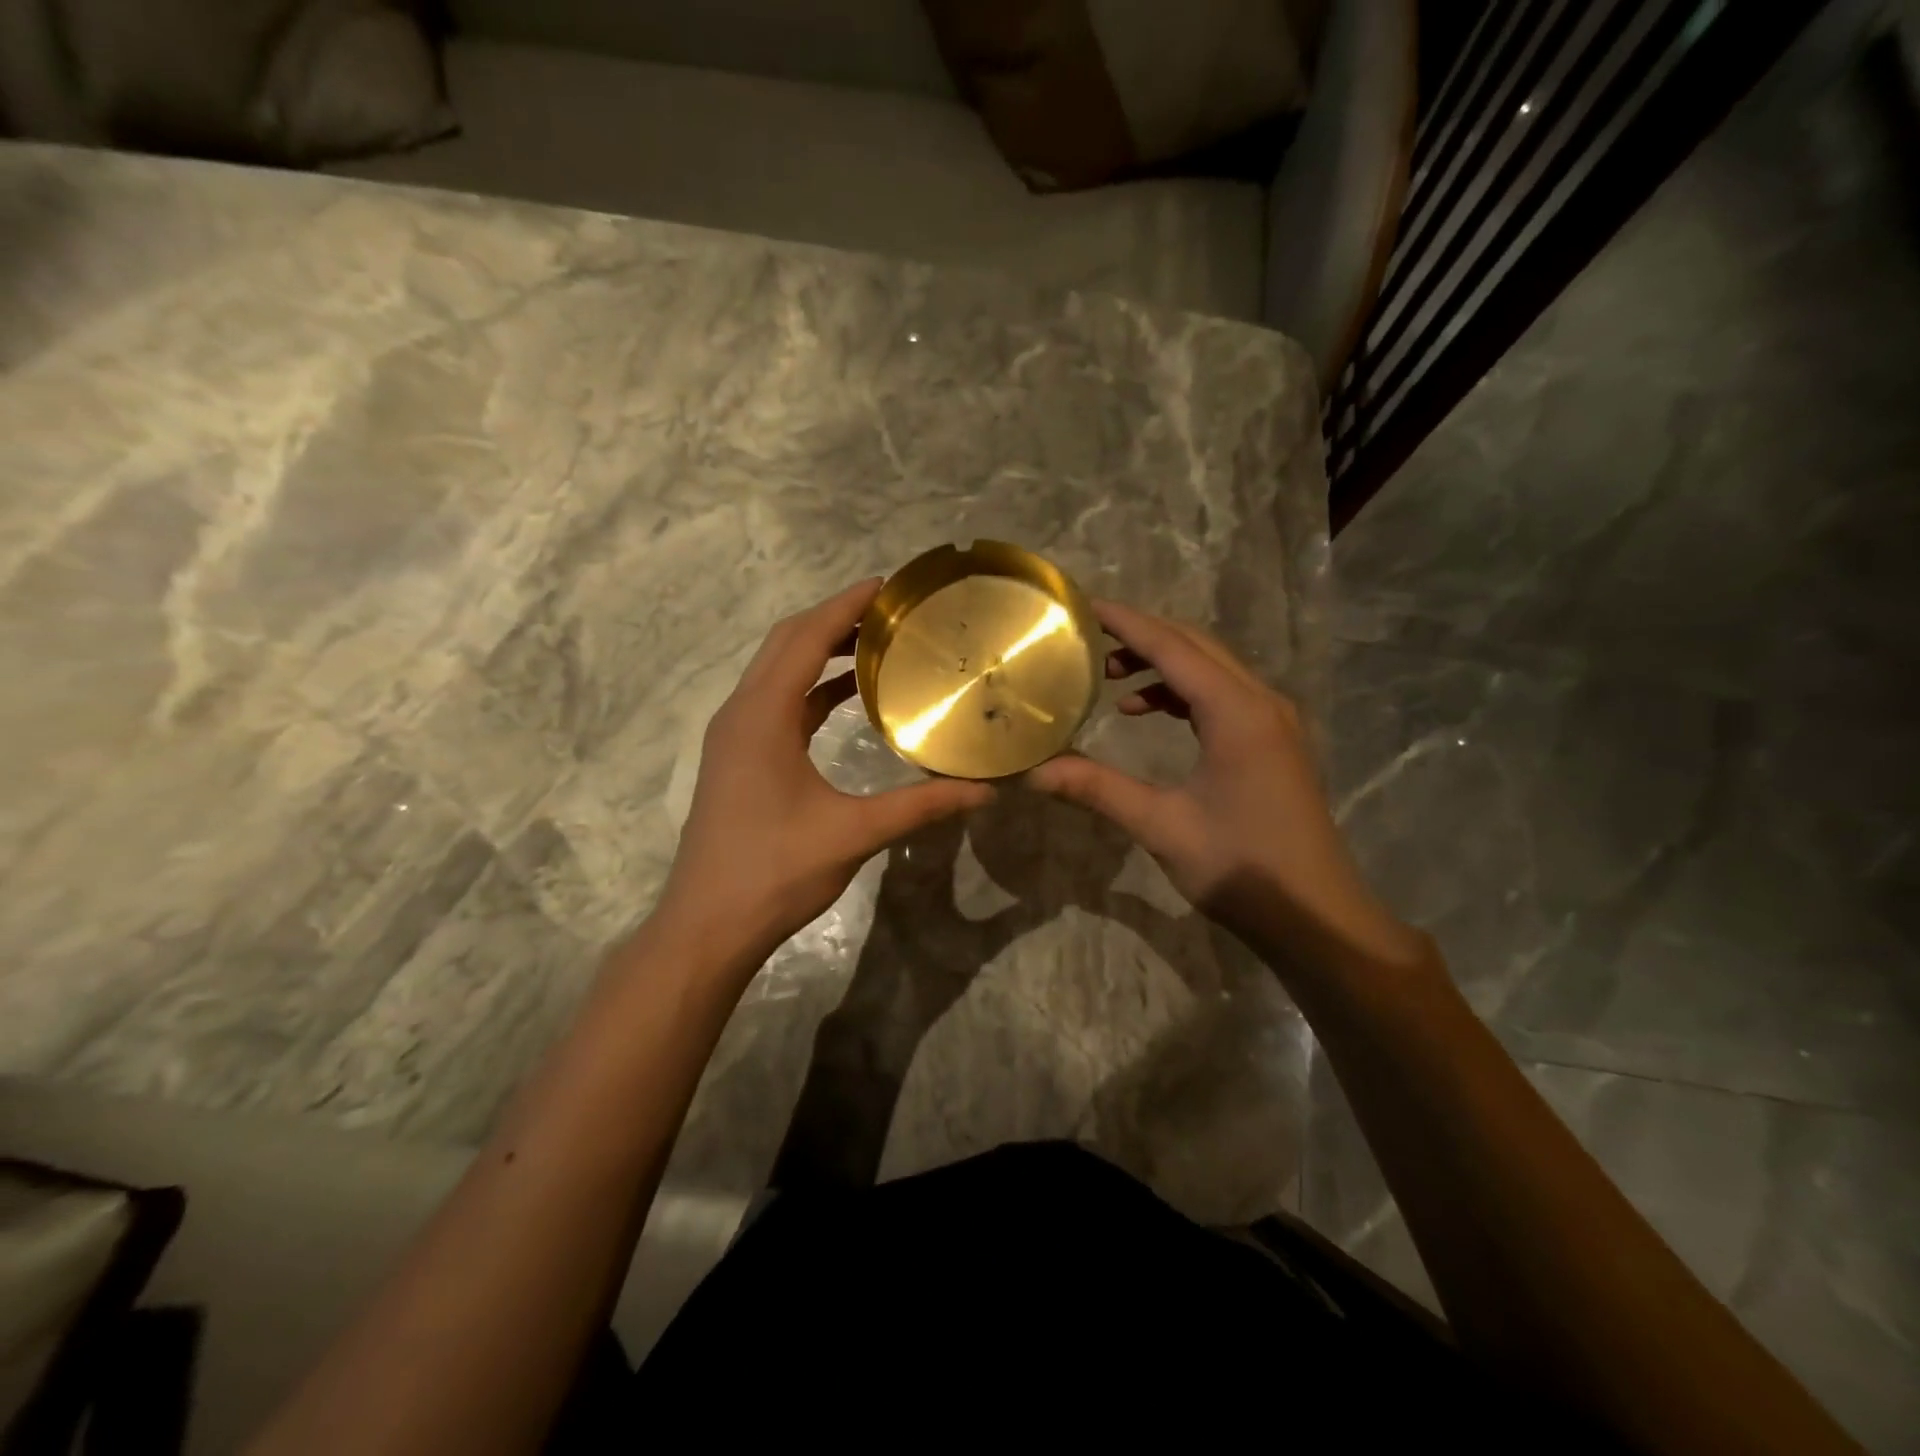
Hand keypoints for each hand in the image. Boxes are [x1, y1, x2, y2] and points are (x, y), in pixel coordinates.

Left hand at [655, 579, 993, 972]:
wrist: (708, 924)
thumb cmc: (775, 872)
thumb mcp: (855, 834)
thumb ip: (921, 806)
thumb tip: (985, 791)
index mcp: (762, 716)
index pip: (804, 639)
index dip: (844, 607)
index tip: (887, 587)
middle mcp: (741, 713)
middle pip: (785, 644)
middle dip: (833, 619)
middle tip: (889, 611)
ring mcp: (734, 736)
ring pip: (776, 671)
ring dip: (819, 651)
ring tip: (875, 643)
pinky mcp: (738, 758)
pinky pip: (776, 702)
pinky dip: (810, 688)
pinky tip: (847, 696)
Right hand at [1026, 600, 1424, 973]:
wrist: (1316, 915)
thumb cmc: (1240, 867)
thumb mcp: (1161, 826)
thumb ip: (1097, 788)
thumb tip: (1032, 771)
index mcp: (1237, 712)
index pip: (1173, 647)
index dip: (1126, 623)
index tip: (1083, 607)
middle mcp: (1261, 701)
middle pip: (1195, 646)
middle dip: (1141, 636)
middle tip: (1087, 640)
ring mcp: (1273, 720)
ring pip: (1211, 668)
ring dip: (1161, 663)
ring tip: (1108, 678)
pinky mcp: (1273, 741)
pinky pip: (1222, 694)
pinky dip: (1182, 691)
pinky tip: (1147, 712)